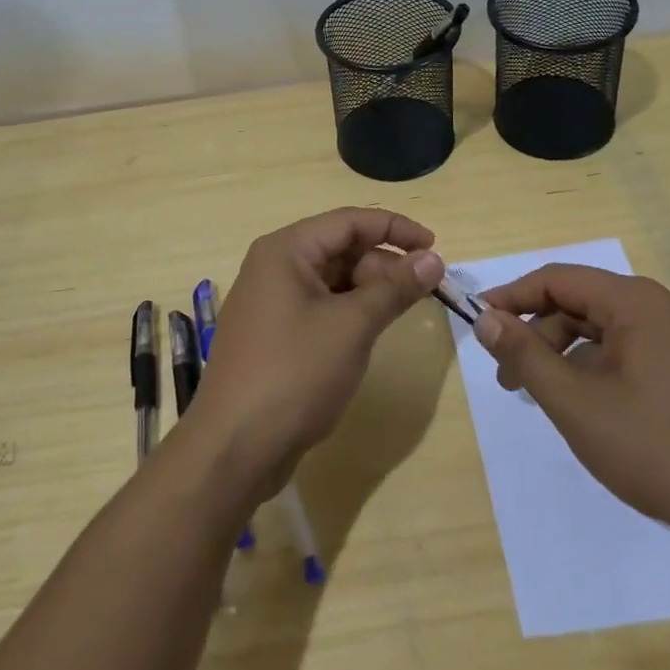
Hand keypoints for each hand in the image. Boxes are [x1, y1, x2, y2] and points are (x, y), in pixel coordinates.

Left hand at [189, 208, 444, 498]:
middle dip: (385, 264)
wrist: (233, 448)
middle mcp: (275, 266)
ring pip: (333, 280)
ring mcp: (272, 302)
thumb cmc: (294, 374)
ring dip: (370, 289)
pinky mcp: (275, 334)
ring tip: (403, 311)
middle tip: (423, 291)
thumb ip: (394, 288)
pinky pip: (321, 306)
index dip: (396, 229)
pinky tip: (371, 332)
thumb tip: (433, 260)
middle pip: (341, 248)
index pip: (349, 221)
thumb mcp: (352, 326)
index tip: (435, 247)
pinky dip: (350, 312)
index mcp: (286, 250)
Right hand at [474, 265, 669, 547]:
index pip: (556, 279)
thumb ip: (526, 355)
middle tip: (507, 378)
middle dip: (536, 334)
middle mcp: (657, 308)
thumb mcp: (576, 402)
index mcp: (633, 301)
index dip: (511, 297)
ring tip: (542, 398)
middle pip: (578, 303)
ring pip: (602, 331)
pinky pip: (626, 352)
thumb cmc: (659, 447)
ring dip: (563, 355)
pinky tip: (584, 407)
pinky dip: (593, 369)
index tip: (477, 324)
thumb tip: (485, 318)